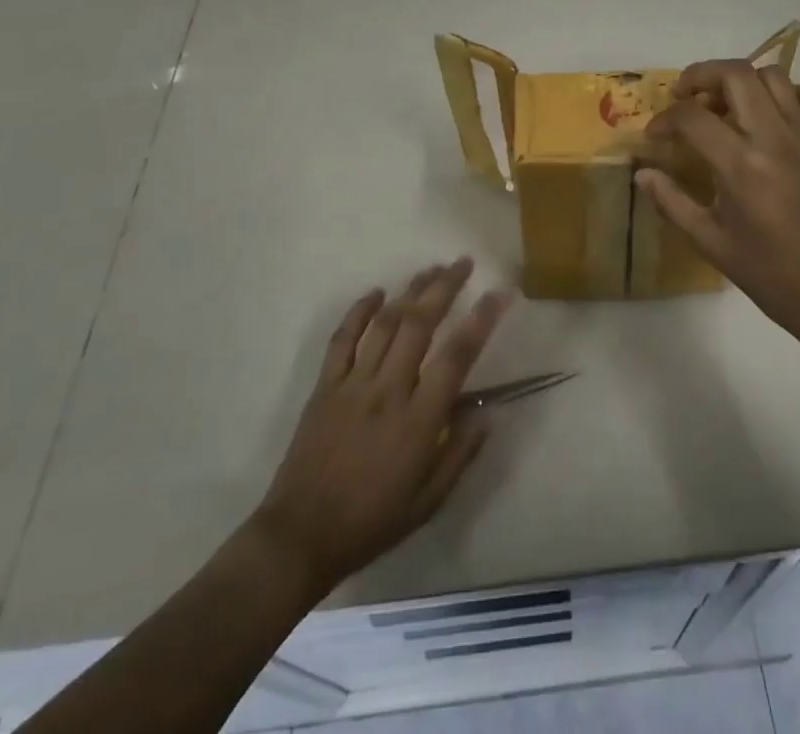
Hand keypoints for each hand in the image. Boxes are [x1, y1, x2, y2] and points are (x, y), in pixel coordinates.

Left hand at [248, 259, 507, 594]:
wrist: (299, 538)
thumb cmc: (371, 522)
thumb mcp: (429, 501)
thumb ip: (461, 453)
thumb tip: (489, 413)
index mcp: (419, 420)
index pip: (457, 356)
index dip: (481, 320)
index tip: (499, 293)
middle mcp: (388, 390)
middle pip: (420, 323)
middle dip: (444, 286)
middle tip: (463, 262)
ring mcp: (353, 384)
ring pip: (386, 323)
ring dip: (411, 290)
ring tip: (431, 268)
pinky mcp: (325, 386)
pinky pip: (342, 338)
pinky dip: (359, 311)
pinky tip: (376, 292)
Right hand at [637, 60, 799, 345]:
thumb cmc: (767, 271)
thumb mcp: (709, 241)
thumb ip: (671, 202)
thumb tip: (642, 173)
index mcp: (741, 166)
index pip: (692, 117)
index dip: (664, 120)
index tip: (654, 136)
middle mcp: (774, 139)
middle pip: (736, 74)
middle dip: (700, 75)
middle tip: (683, 96)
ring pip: (773, 75)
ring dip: (741, 80)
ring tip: (724, 104)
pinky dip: (785, 93)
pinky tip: (769, 115)